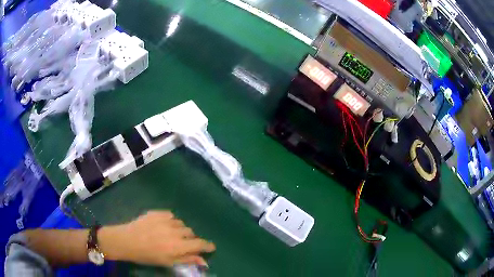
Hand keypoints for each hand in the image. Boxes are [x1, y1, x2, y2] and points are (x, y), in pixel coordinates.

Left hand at [99, 211, 214, 266]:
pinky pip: (171, 215)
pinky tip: (163, 225)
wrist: (126, 241)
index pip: (200, 244)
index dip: (207, 246)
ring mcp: (165, 220)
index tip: (210, 247)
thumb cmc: (147, 256)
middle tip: (181, 244)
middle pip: (191, 232)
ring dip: (180, 230)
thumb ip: (187, 260)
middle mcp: (174, 232)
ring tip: (170, 234)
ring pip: (181, 223)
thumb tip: (204, 261)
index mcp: (178, 246)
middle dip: (190, 239)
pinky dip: (171, 221)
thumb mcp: (167, 262)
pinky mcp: (157, 212)